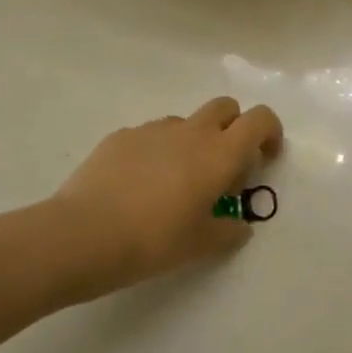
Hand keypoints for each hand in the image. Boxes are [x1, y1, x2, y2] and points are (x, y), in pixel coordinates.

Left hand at [43, 97, 282, 298]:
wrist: (82, 235)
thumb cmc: (153, 240)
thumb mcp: (200, 245)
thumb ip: (228, 231)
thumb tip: (238, 226)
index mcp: (220, 153)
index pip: (260, 119)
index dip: (269, 132)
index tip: (264, 159)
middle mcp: (191, 131)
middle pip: (225, 107)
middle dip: (233, 128)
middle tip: (223, 168)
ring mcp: (153, 130)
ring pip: (186, 122)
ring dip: (192, 142)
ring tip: (175, 183)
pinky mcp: (120, 137)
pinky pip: (150, 136)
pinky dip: (156, 152)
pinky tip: (138, 187)